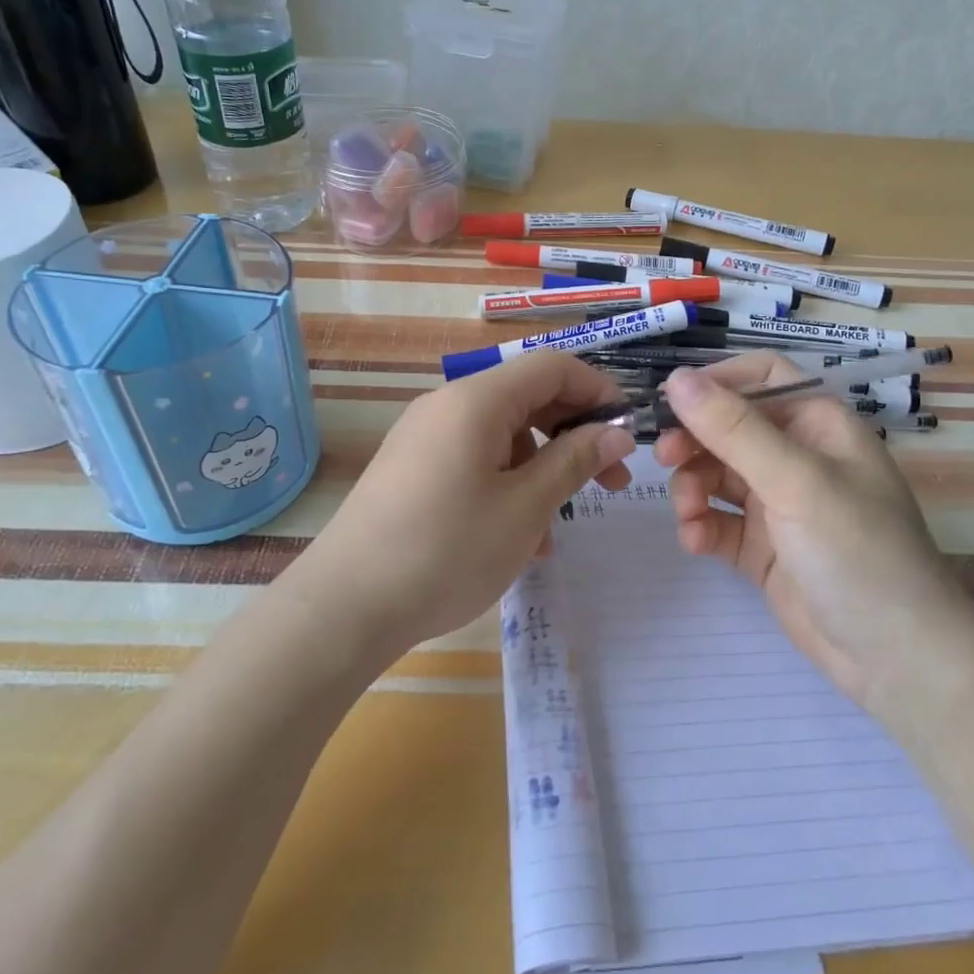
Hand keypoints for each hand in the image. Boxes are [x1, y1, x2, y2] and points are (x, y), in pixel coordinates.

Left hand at [294, 352, 635, 658]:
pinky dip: (506, 484)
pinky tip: (520, 538)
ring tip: (560, 524)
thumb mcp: (525, 508)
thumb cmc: (447, 551)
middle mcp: (447, 406)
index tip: (628, 433)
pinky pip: (474, 460)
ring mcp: (425, 437)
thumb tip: (617, 432)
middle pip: (527, 398)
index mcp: (476, 401)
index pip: (552, 367)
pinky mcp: (412, 468)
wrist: (346, 606)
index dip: (598, 390)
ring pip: (503, 435)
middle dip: (575, 434)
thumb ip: (574, 461)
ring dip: (542, 468)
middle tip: (612, 482)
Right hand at [654, 353, 973, 715]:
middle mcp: (797, 457)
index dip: (717, 382)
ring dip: (692, 486)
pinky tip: (697, 542)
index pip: (762, 378)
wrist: (897, 661)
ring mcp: (778, 504)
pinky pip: (717, 521)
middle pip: (729, 427)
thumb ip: (734, 429)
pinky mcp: (762, 548)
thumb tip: (676, 379)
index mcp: (818, 426)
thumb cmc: (858, 553)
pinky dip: (701, 526)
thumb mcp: (797, 482)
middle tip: (663, 458)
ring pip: (716, 474)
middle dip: (694, 440)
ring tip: (689, 512)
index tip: (671, 401)